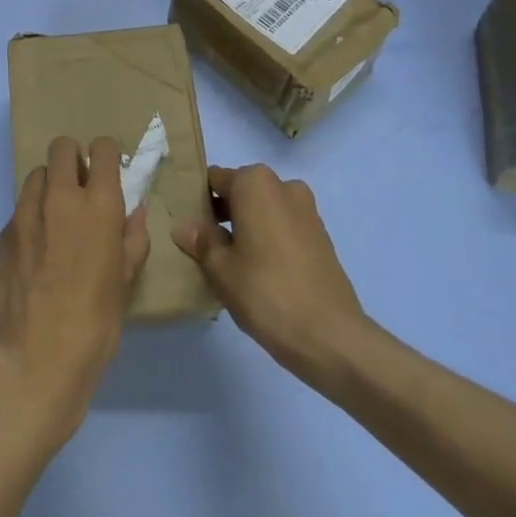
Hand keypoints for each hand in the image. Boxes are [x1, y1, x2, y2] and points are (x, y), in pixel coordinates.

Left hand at [0, 136, 151, 450]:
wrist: (36, 358)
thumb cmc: (95, 323)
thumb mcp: (126, 281)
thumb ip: (132, 237)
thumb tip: (135, 211)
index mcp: (98, 205)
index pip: (101, 148)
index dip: (105, 156)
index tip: (107, 174)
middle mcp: (59, 197)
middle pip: (62, 147)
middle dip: (73, 160)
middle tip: (81, 191)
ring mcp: (25, 212)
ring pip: (37, 174)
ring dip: (50, 186)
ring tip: (57, 220)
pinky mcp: (3, 232)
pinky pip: (20, 208)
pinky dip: (32, 216)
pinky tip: (37, 252)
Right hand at [173, 164, 367, 388]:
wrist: (331, 336)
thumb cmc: (266, 292)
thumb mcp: (220, 268)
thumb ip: (201, 240)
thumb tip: (184, 226)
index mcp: (255, 183)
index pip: (215, 180)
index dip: (198, 201)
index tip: (189, 227)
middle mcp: (283, 186)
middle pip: (241, 192)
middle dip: (223, 214)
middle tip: (206, 248)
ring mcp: (307, 211)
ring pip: (264, 210)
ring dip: (247, 227)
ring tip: (232, 264)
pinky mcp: (322, 237)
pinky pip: (284, 227)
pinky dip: (269, 240)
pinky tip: (260, 273)